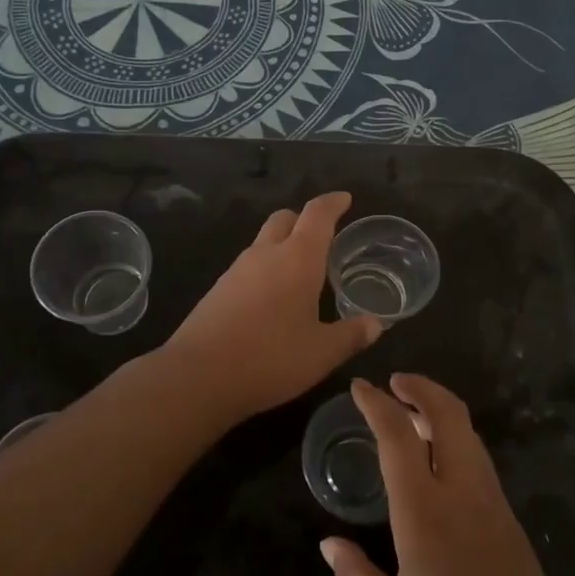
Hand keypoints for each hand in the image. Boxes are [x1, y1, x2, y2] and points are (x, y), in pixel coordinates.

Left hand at [162, 191, 381, 422]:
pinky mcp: (218, 290)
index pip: (317, 214)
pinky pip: (248, 266)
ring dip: (282, 245)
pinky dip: (265, 269)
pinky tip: (272, 299)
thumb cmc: (270, 358)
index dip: (333, 203)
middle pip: (285, 218)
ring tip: (301, 272)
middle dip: (304, 220)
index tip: (345, 199)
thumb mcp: (322, 353)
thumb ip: (351, 335)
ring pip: (263, 241)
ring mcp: (236, 270)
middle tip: (322, 237)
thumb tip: (376, 324)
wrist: (198, 376)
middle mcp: (265, 254)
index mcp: (297, 259)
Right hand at [321, 374, 574, 575]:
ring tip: (412, 415)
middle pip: (448, 415)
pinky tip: (440, 460)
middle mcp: (463, 493)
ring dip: (440, 411)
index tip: (359, 387)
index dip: (377, 404)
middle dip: (421, 387)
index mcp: (425, 513)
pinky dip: (456, 439)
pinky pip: (480, 459)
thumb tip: (329, 544)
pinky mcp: (509, 519)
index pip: (398, 435)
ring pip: (469, 433)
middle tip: (394, 382)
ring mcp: (493, 503)